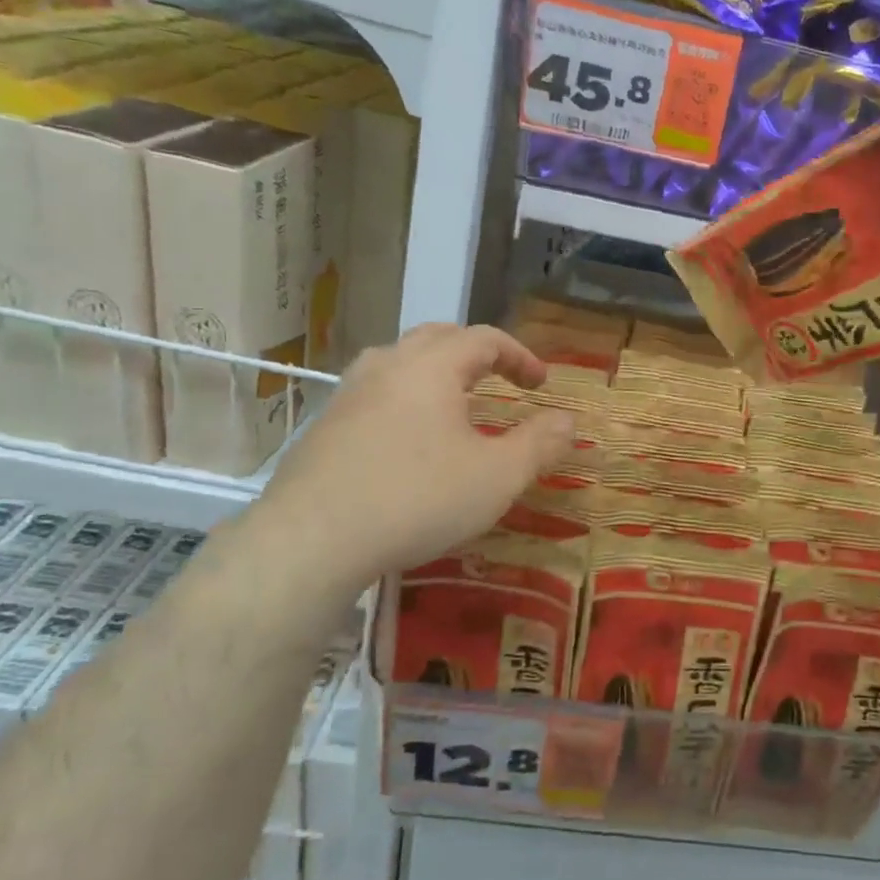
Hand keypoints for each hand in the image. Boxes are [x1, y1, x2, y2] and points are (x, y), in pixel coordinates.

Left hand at [252, 324, 576, 593]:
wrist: (311, 541)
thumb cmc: (417, 499)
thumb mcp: (497, 477)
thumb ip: (540, 444)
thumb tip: (568, 420)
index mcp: (431, 366)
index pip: (484, 339)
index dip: (520, 356)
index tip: (541, 384)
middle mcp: (387, 365)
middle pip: (438, 337)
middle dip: (476, 353)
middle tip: (500, 379)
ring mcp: (348, 393)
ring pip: (399, 361)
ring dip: (435, 371)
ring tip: (453, 401)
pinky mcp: (324, 425)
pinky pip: (375, 392)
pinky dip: (404, 398)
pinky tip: (407, 438)